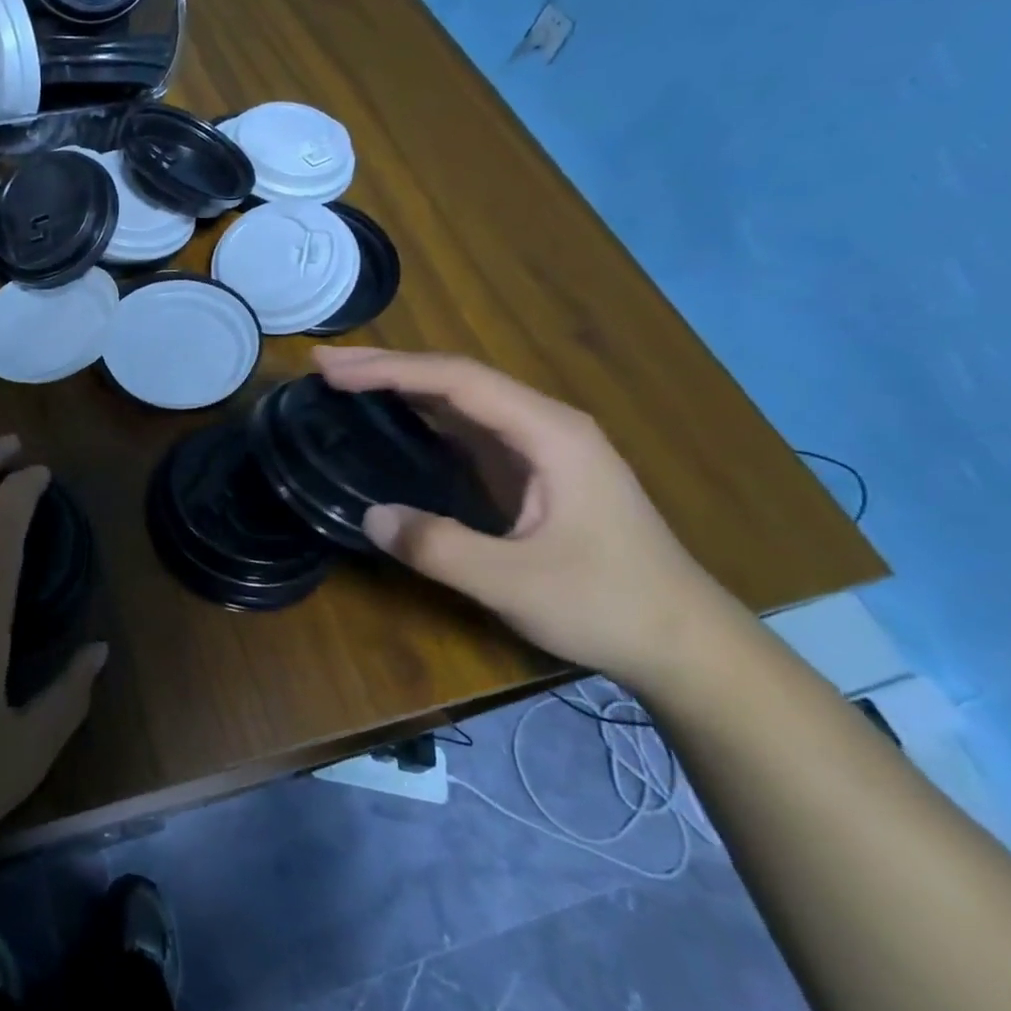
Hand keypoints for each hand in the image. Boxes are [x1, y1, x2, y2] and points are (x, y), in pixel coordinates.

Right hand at [314, 347, 736, 683]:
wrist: (687, 646)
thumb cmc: (609, 605)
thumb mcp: (515, 582)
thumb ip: (439, 547)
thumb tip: (370, 516)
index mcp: (550, 433)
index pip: (457, 380)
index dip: (389, 370)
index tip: (331, 370)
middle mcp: (546, 425)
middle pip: (457, 378)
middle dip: (388, 366)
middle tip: (324, 364)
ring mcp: (543, 447)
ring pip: (462, 398)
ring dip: (403, 385)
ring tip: (346, 380)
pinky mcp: (536, 470)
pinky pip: (469, 426)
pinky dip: (423, 413)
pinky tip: (395, 418)